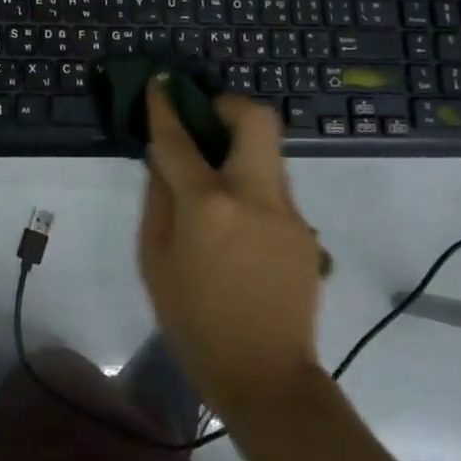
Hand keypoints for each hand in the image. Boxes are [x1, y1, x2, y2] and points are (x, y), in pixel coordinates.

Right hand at [137, 81, 323, 422]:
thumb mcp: (155, 259)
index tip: (160, 84)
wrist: (265, 377)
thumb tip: (163, 160)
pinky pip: (273, 189)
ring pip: (267, 153)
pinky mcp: (305, 231)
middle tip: (203, 121)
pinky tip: (234, 224)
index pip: (181, 140)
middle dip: (227, 106)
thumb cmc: (193, 321)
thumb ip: (158, 199)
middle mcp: (255, 196)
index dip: (166, 107)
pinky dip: (249, 186)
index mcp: (209, 206)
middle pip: (256, 119)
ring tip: (212, 180)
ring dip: (238, 149)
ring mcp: (289, 213)